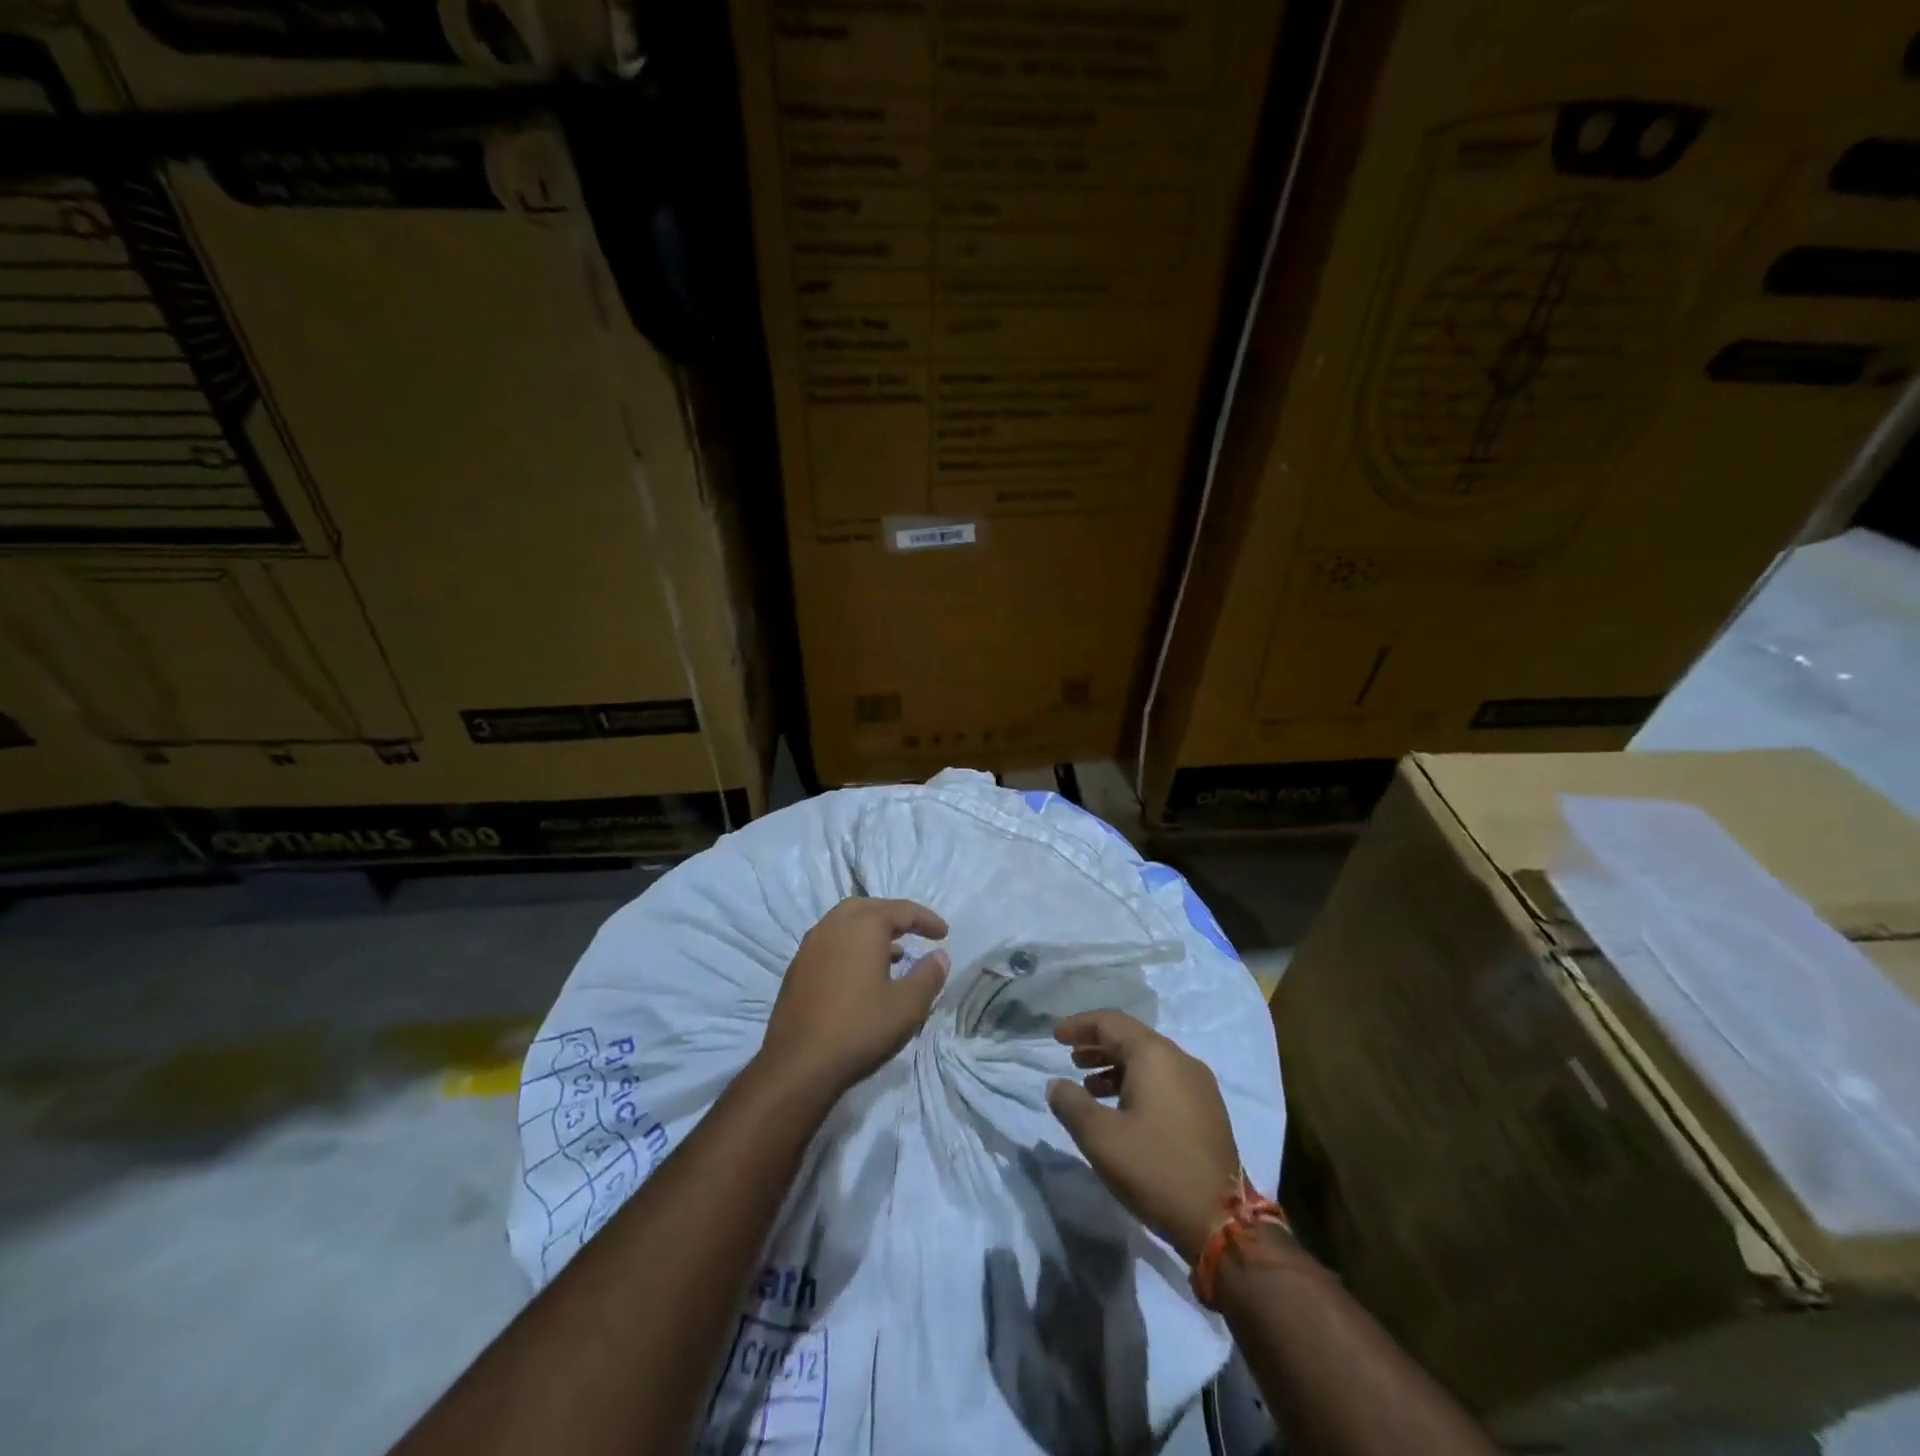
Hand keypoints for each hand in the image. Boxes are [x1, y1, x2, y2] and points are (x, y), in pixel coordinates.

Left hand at [756, 897, 949, 1104]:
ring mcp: (810, 946)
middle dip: (894, 916)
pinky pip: (831, 942)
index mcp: (863, 926)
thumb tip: (939, 956)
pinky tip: (862, 973)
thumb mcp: (907, 1006)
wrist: (798, 1065)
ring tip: (894, 953)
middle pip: (869, 907)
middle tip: (914, 932)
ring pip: (846, 923)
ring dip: (871, 930)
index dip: (926, 919)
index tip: (944, 933)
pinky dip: (852, 945)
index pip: (901, 910)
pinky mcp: (798, 968)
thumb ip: (928, 976)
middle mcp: (833, 926)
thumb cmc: (860, 1028)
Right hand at [1046, 1009, 1242, 1262]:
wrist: (1220, 1221)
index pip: (1111, 1022)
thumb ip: (1071, 1104)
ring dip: (1116, 1066)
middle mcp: (1180, 1060)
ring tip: (1089, 1087)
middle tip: (1070, 1058)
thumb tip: (1057, 1085)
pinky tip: (1122, 1110)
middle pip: (1131, 1038)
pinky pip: (1164, 1080)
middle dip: (1097, 1045)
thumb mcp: (1100, 1137)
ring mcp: (1199, 1085)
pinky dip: (1137, 1083)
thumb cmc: (1155, 1169)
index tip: (1055, 1036)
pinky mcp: (1207, 1110)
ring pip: (1149, 1061)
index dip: (1080, 1026)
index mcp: (1155, 1055)